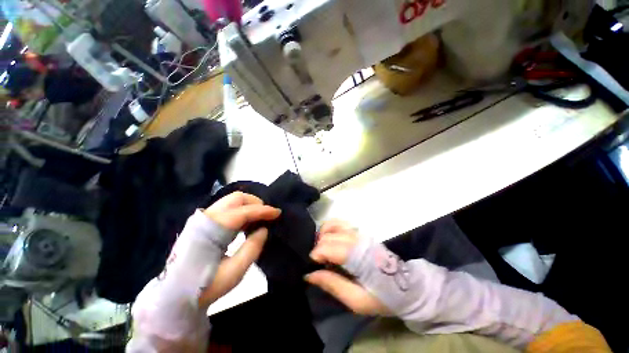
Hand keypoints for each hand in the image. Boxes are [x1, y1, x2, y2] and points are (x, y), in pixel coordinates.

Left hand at [199, 192, 280, 306]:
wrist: (173, 296)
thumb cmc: (205, 287)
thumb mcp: (234, 272)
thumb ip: (252, 248)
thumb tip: (264, 229)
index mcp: (212, 230)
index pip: (243, 211)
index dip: (263, 210)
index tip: (278, 213)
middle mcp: (206, 218)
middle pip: (236, 198)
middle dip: (256, 203)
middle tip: (268, 215)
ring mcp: (203, 219)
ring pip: (232, 201)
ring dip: (249, 206)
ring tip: (259, 219)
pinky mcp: (203, 223)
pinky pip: (227, 208)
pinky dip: (241, 211)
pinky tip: (247, 224)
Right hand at [306, 220, 389, 315]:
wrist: (404, 286)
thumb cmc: (381, 296)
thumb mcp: (356, 300)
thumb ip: (333, 285)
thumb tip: (309, 275)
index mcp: (357, 256)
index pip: (328, 246)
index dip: (316, 254)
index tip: (313, 266)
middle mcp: (356, 239)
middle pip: (328, 236)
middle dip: (318, 248)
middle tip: (319, 263)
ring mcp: (359, 233)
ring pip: (332, 225)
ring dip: (322, 236)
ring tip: (322, 250)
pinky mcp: (360, 232)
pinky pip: (340, 223)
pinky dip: (330, 228)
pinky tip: (329, 239)